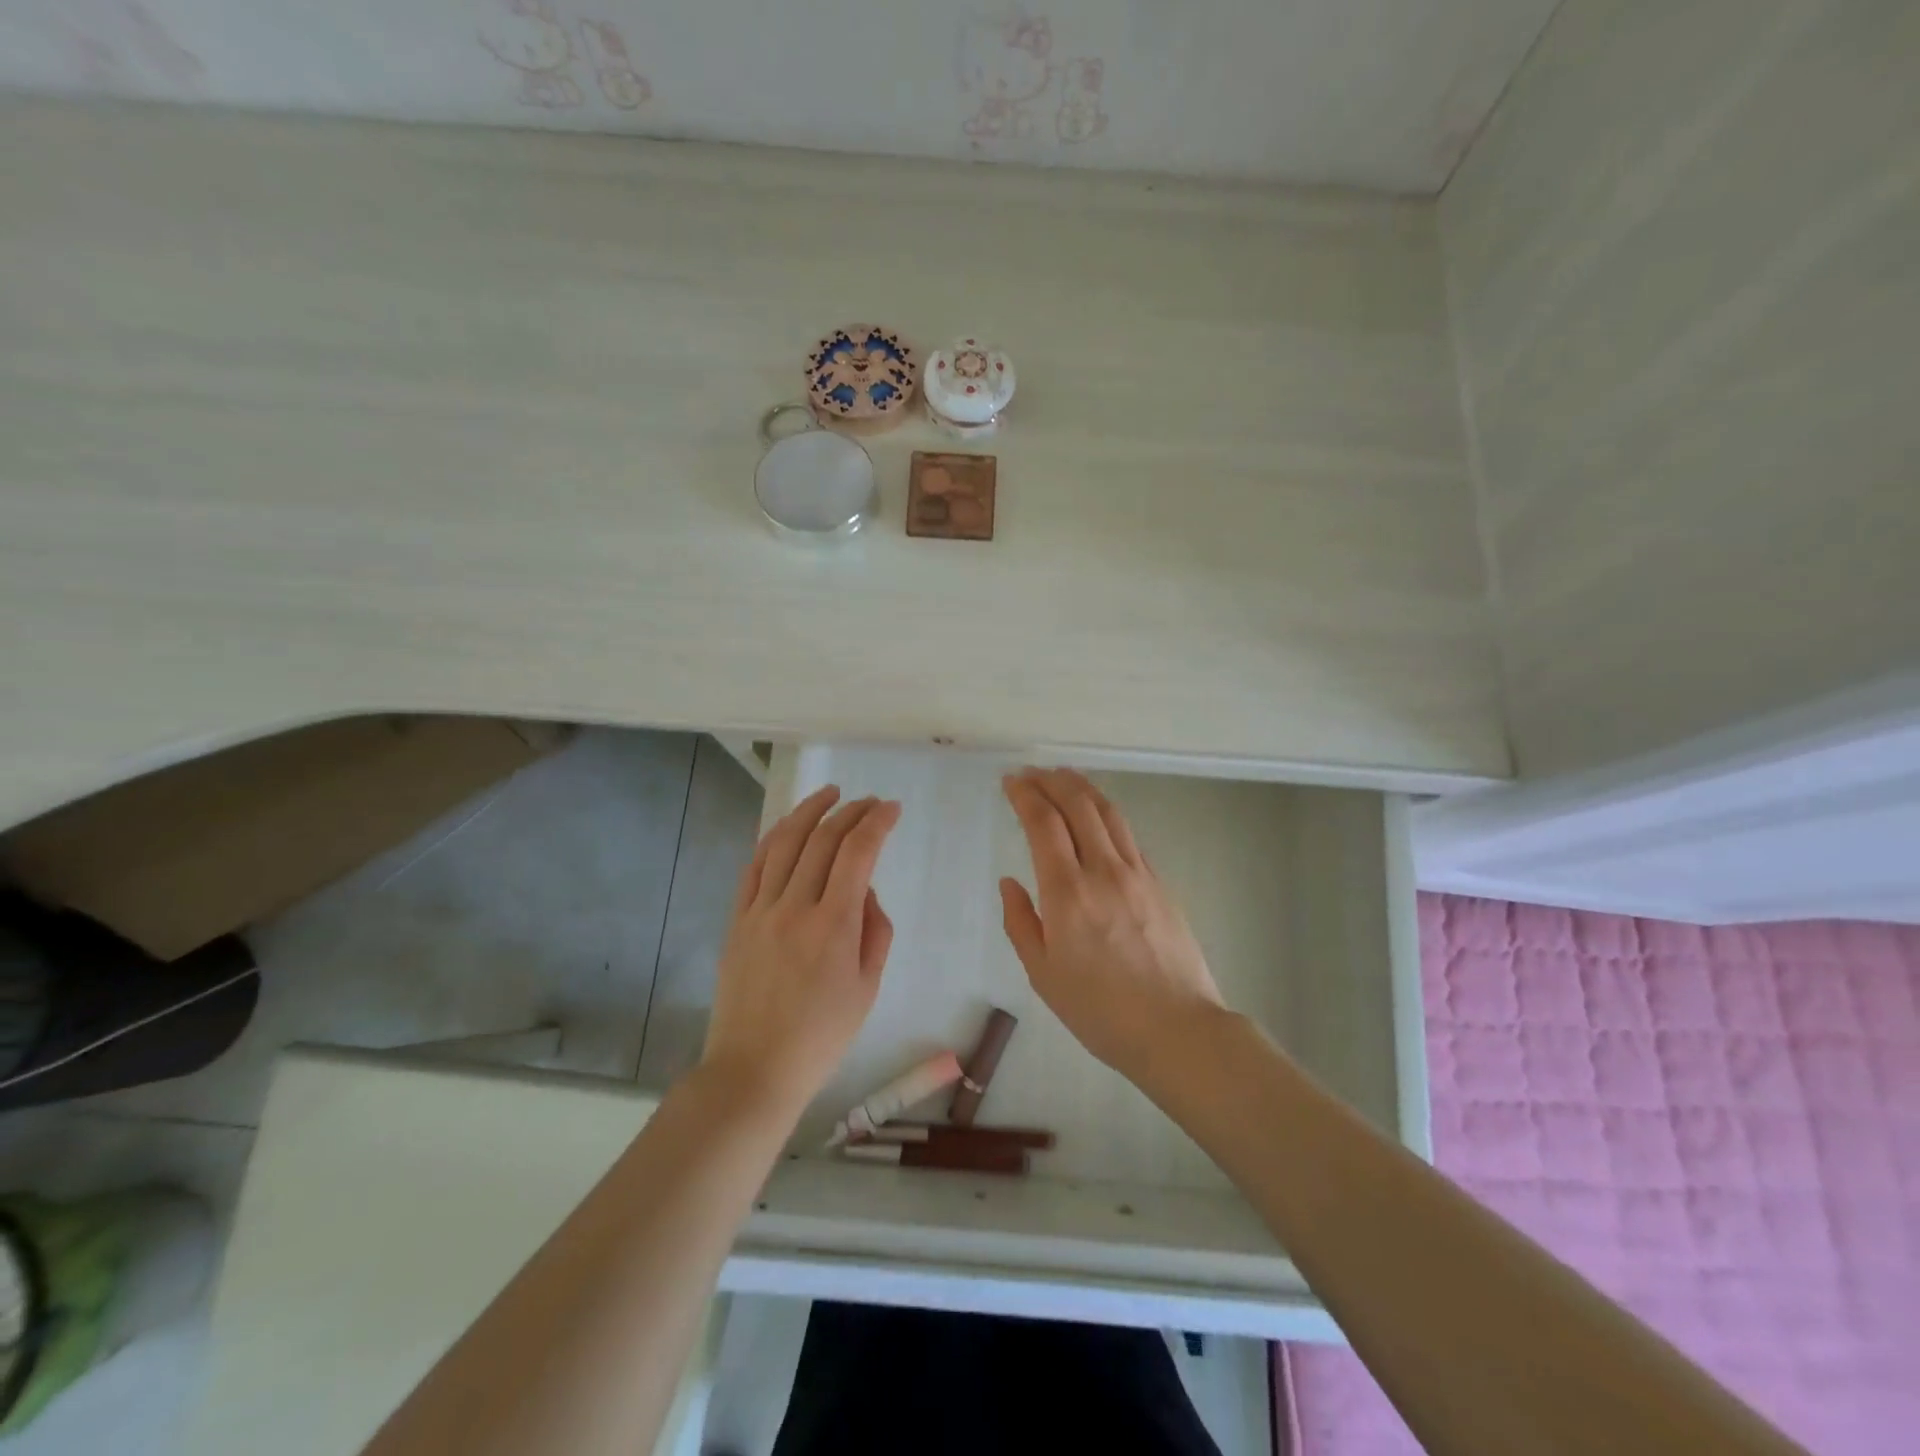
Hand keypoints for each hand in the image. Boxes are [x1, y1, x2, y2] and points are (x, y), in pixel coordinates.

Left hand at [700, 785, 901, 1113]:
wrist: (754, 1069)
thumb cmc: (821, 1036)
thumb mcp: (867, 988)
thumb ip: (874, 931)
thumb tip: (864, 892)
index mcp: (833, 925)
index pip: (858, 853)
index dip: (877, 822)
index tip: (891, 809)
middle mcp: (795, 907)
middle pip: (823, 839)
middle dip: (850, 812)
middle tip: (869, 802)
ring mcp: (760, 911)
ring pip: (784, 842)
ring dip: (809, 811)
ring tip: (829, 794)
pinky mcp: (738, 920)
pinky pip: (754, 866)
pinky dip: (773, 838)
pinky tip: (787, 826)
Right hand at [1000, 768, 1225, 1086]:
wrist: (1177, 1029)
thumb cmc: (1100, 1010)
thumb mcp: (1043, 974)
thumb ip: (1020, 921)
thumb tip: (1011, 882)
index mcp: (1068, 892)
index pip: (1043, 823)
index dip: (1025, 794)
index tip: (1010, 781)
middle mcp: (1103, 870)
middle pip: (1077, 805)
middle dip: (1051, 780)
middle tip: (1031, 773)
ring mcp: (1137, 873)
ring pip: (1108, 812)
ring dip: (1082, 787)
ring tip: (1063, 777)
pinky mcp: (1159, 882)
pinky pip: (1127, 834)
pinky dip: (1105, 813)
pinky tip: (1097, 816)